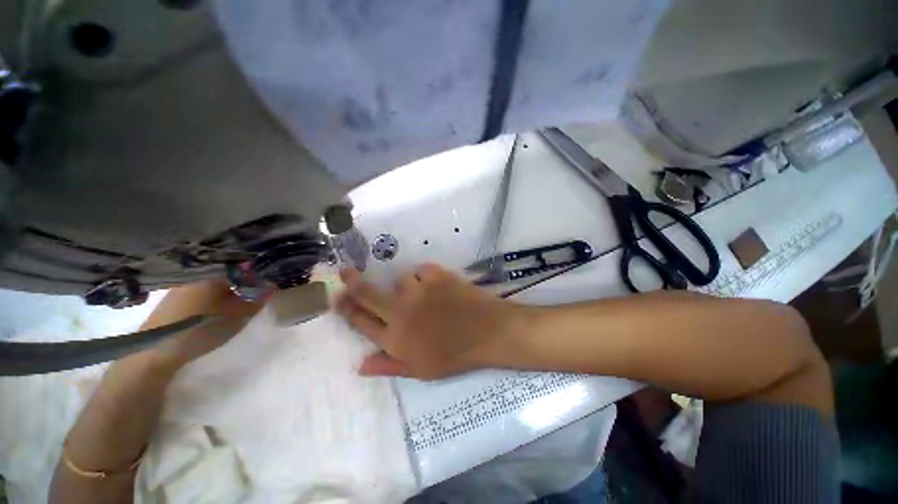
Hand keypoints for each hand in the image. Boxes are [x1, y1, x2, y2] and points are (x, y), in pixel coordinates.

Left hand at [142, 279, 264, 368]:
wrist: (155, 350)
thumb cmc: (202, 328)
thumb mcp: (238, 316)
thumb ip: (257, 300)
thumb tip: (272, 287)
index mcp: (214, 275)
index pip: (242, 270)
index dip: (256, 278)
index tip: (266, 287)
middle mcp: (196, 276)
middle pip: (226, 277)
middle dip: (241, 285)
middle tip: (252, 298)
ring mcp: (180, 288)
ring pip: (211, 286)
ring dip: (225, 293)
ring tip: (234, 306)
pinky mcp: (170, 301)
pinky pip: (199, 294)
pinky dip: (210, 299)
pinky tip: (212, 312)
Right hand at [336, 265, 525, 379]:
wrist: (487, 331)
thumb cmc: (455, 355)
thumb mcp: (421, 370)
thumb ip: (389, 365)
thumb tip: (361, 364)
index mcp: (395, 338)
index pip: (361, 321)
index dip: (347, 309)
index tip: (337, 297)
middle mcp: (400, 311)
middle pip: (368, 294)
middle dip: (353, 283)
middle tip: (345, 272)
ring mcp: (418, 290)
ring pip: (402, 279)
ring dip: (409, 286)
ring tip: (427, 296)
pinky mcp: (435, 275)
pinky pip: (422, 270)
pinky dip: (428, 277)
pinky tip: (439, 286)